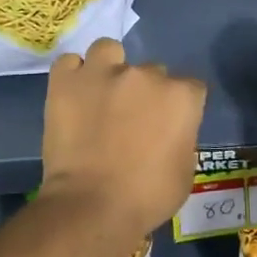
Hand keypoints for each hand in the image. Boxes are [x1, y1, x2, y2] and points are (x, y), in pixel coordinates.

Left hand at [42, 38, 205, 232]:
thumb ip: (182, 138)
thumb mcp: (184, 172)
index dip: (180, 107)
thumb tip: (169, 131)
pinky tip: (72, 94)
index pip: (190, 87)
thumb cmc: (147, 197)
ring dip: (108, 68)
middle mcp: (145, 74)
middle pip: (151, 72)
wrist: (92, 206)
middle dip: (144, 92)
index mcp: (180, 97)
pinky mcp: (66, 80)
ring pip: (109, 50)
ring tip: (100, 94)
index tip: (169, 125)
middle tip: (130, 120)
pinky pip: (69, 62)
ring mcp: (103, 72)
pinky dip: (72, 75)